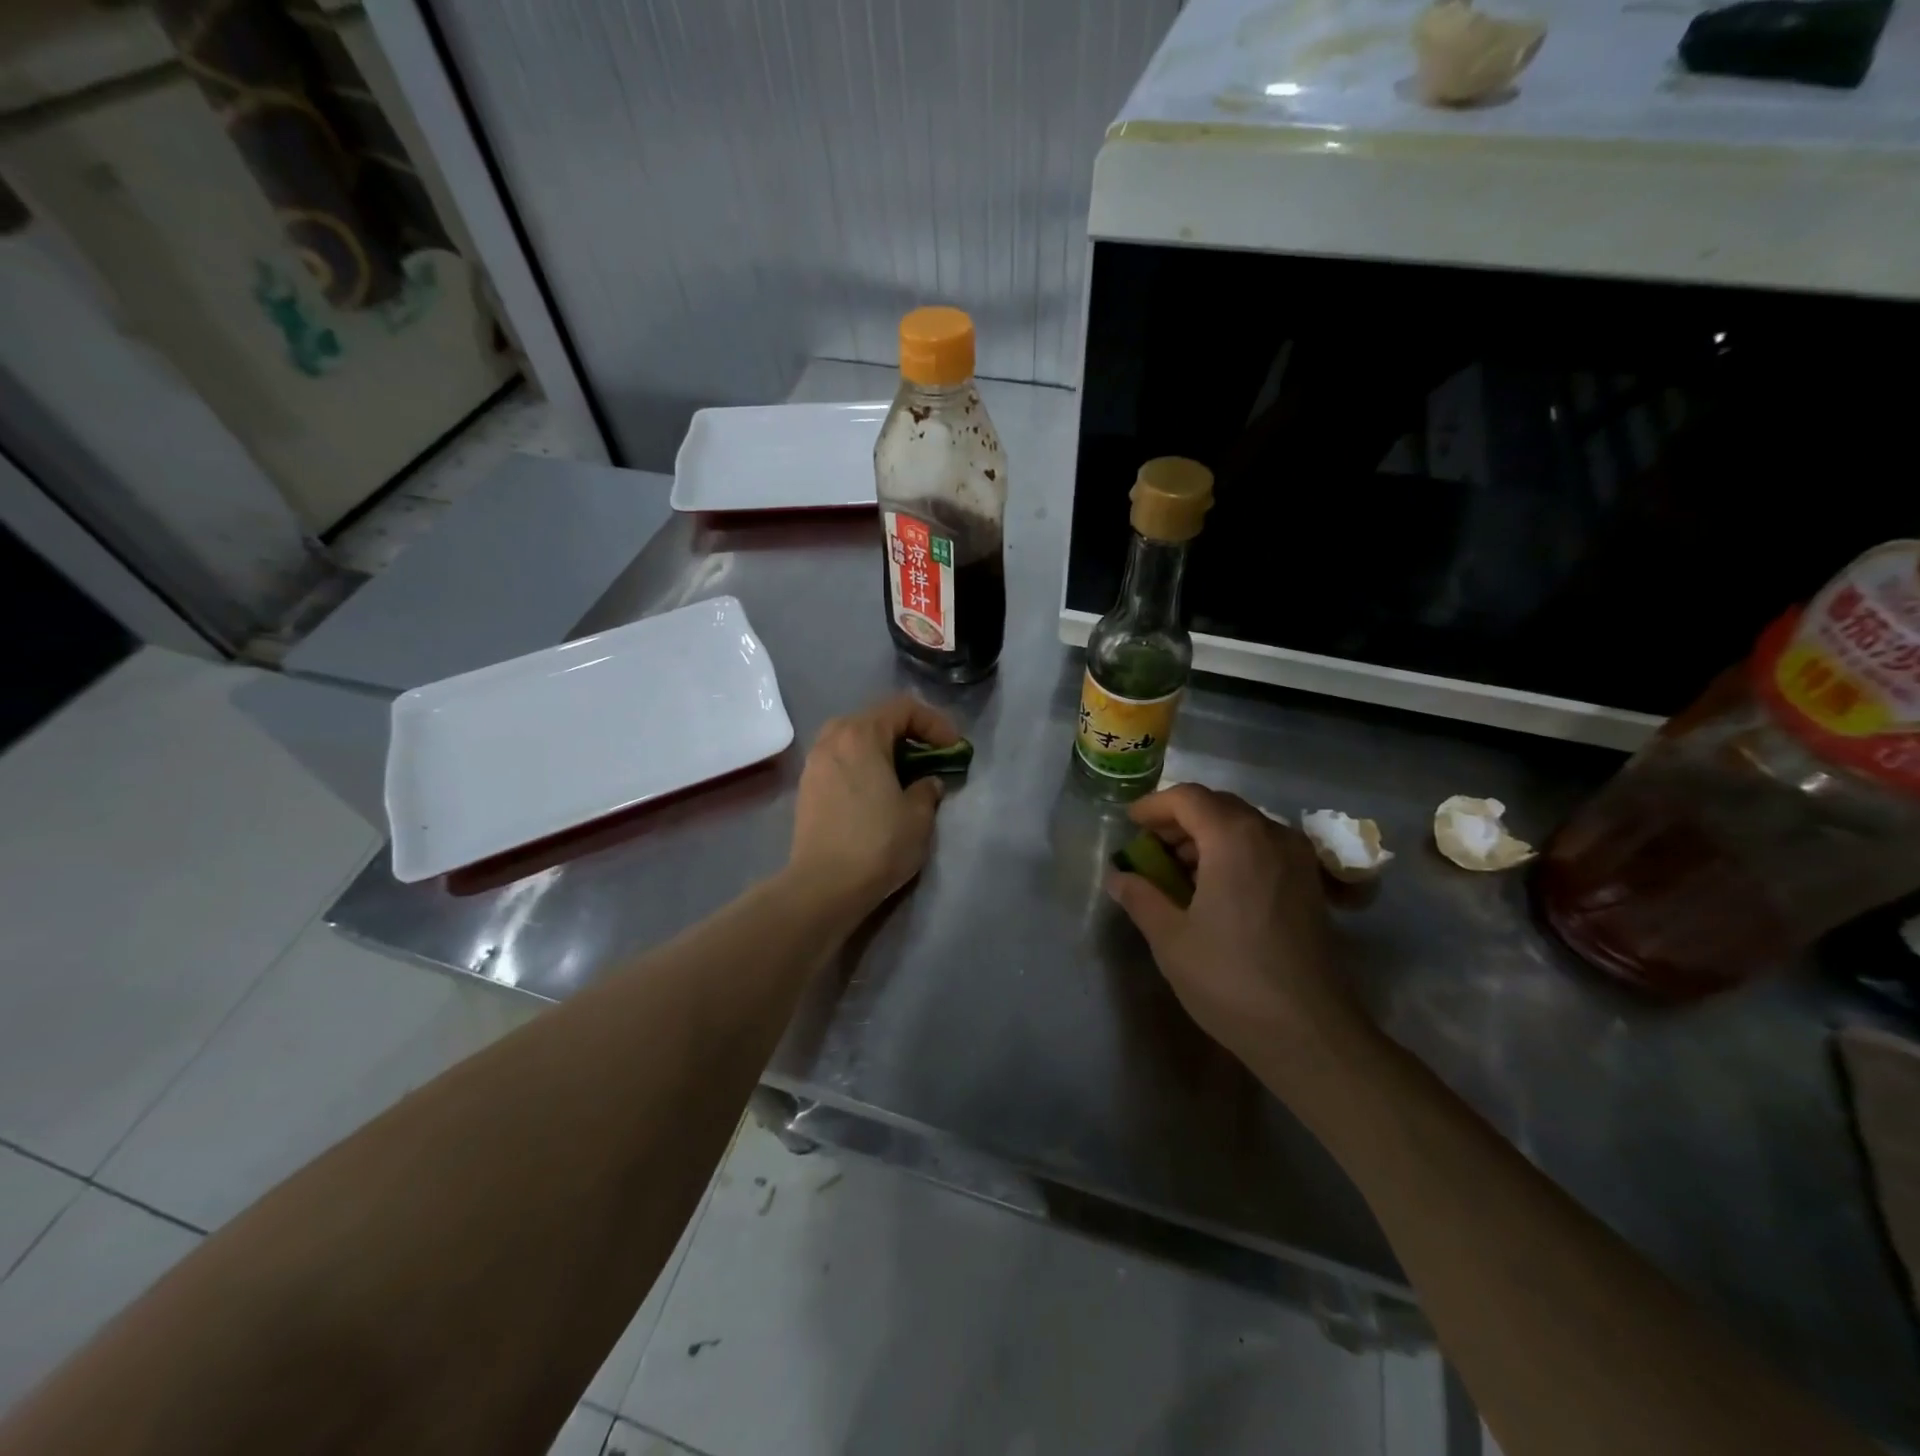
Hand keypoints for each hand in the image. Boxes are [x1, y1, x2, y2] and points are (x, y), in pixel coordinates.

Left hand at [787, 694, 960, 918]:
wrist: (823, 886)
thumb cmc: (877, 843)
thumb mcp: (918, 816)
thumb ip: (928, 789)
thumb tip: (927, 782)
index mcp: (861, 735)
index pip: (903, 708)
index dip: (935, 723)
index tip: (953, 748)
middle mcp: (832, 739)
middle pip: (875, 719)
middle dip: (907, 733)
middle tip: (929, 757)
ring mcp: (814, 763)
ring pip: (854, 740)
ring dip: (883, 750)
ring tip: (903, 775)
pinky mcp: (807, 788)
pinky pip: (840, 761)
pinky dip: (863, 766)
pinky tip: (876, 792)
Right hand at [1105, 784, 1360, 1067]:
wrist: (1308, 1033)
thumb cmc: (1230, 979)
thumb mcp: (1170, 938)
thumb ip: (1140, 896)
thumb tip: (1118, 877)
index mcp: (1235, 839)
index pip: (1188, 798)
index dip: (1154, 806)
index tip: (1129, 824)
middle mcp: (1272, 835)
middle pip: (1218, 806)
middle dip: (1179, 819)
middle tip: (1149, 845)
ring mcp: (1298, 859)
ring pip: (1244, 825)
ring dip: (1207, 835)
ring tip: (1176, 868)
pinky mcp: (1310, 885)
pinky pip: (1265, 848)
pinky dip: (1233, 852)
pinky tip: (1214, 886)